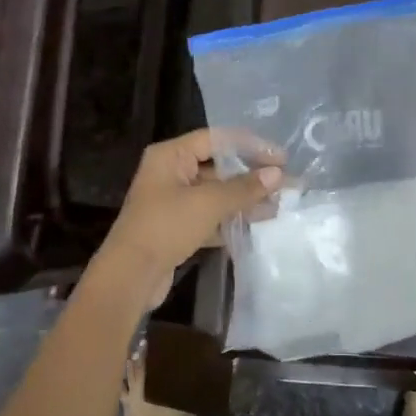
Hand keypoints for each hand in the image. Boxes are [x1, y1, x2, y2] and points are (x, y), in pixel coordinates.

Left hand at [91, 129, 282, 306]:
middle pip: (218, 165)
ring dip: (245, 198)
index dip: (250, 145)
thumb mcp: (208, 203)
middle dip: (251, 175)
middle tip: (285, 182)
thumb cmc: (166, 227)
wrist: (130, 277)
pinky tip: (258, 223)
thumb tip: (278, 174)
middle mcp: (171, 171)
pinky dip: (232, 217)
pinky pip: (210, 214)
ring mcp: (173, 200)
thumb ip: (244, 188)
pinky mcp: (177, 226)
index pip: (217, 138)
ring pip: (216, 192)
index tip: (281, 157)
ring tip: (279, 205)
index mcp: (171, 155)